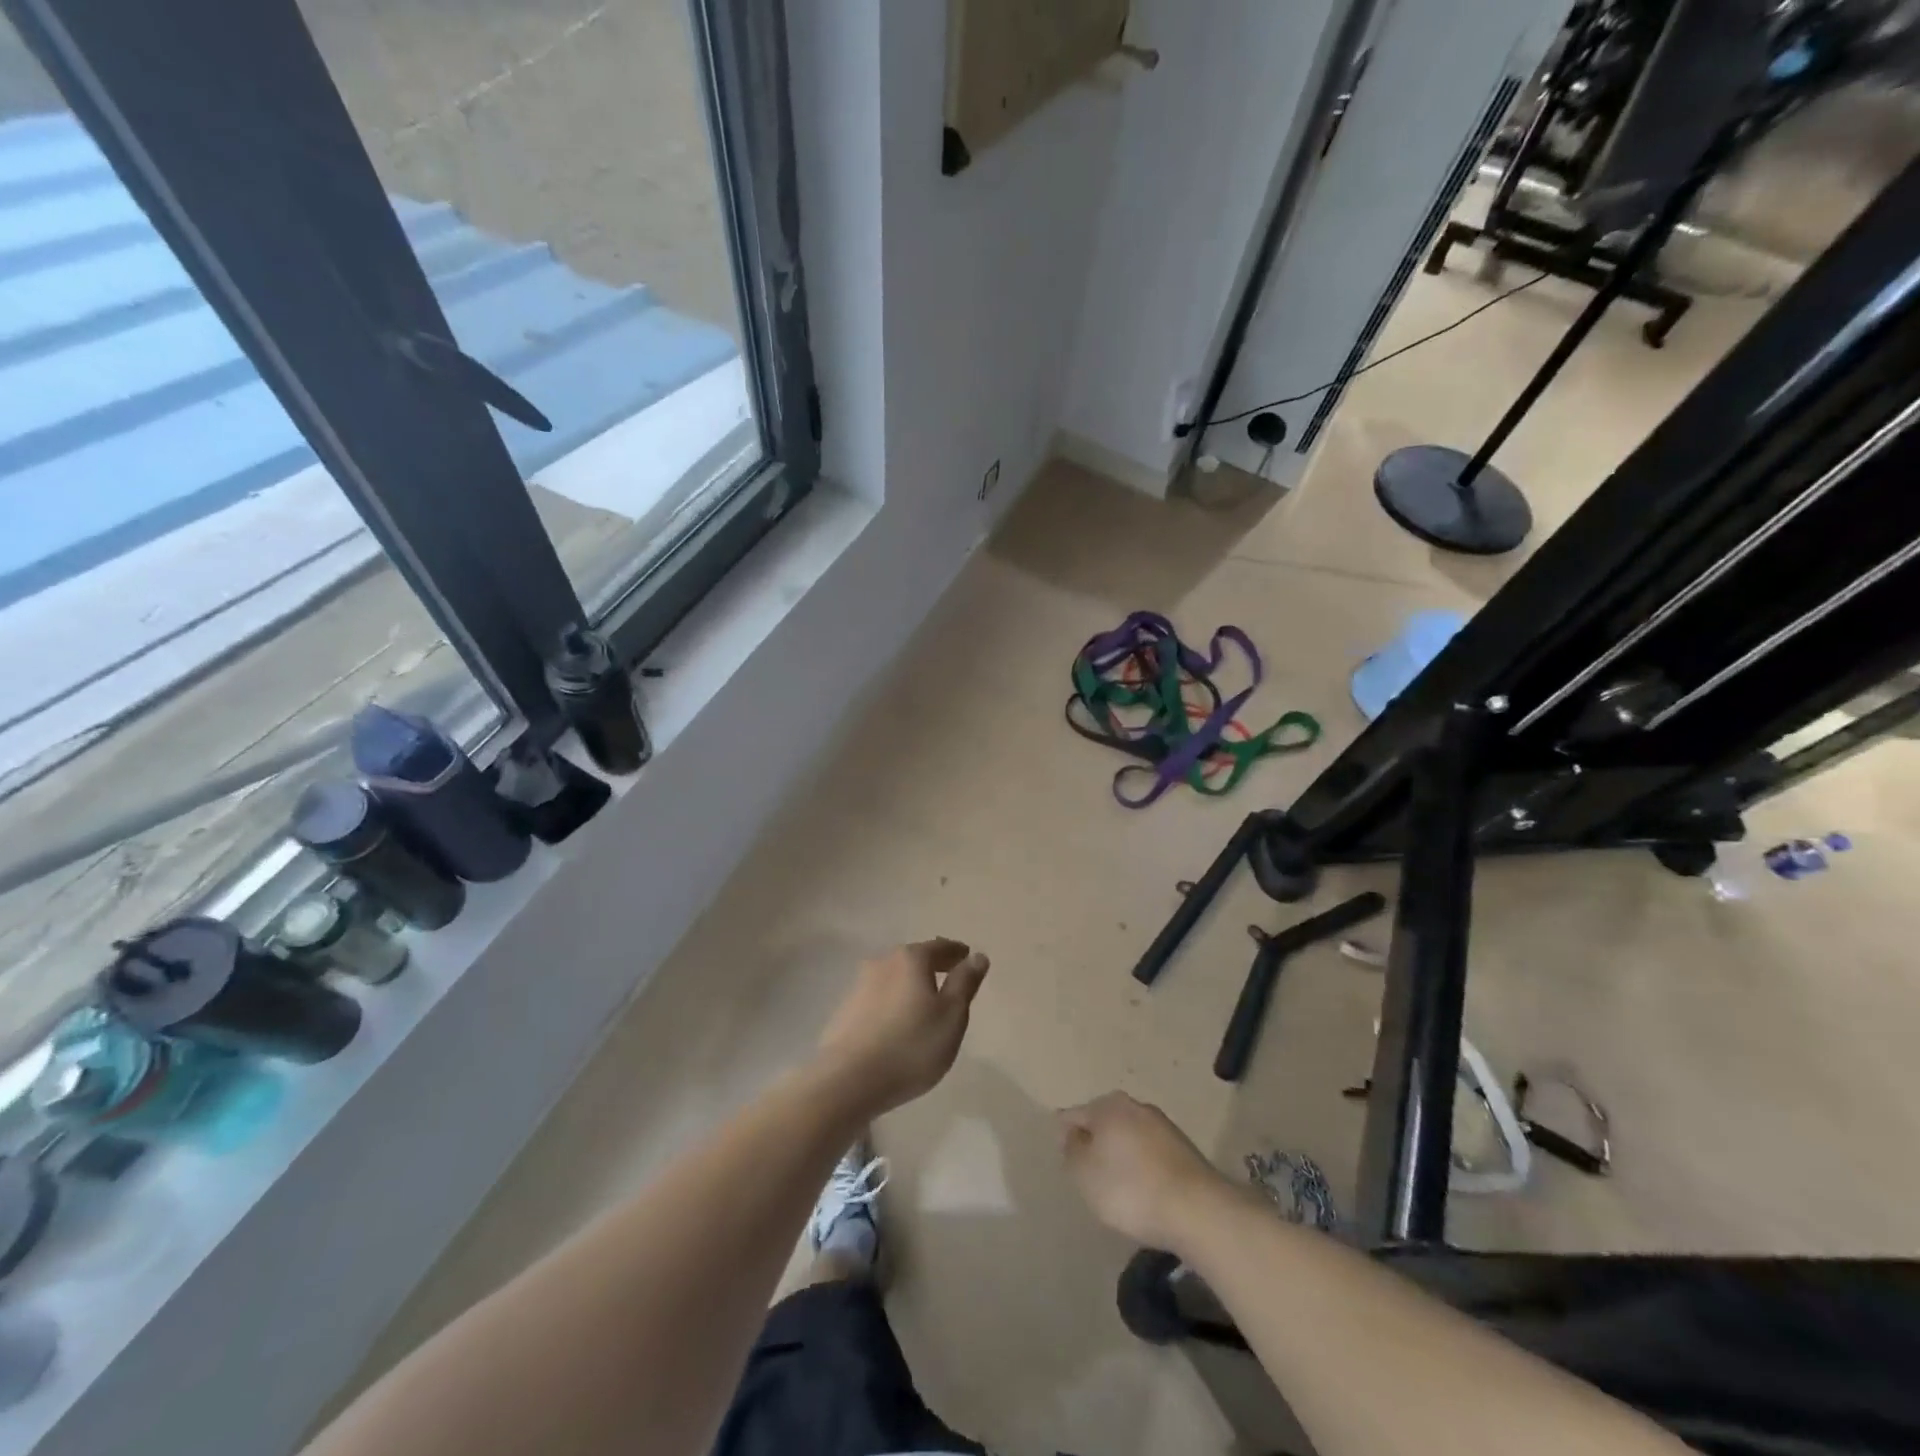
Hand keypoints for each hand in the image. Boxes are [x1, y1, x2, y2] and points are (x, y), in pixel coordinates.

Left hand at [815, 939, 989, 1117]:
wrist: (848, 1080)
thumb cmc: (911, 1045)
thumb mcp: (951, 1016)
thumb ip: (965, 983)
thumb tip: (977, 956)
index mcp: (911, 959)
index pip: (940, 947)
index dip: (956, 952)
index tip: (967, 956)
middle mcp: (882, 963)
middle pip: (914, 958)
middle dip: (932, 965)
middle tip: (949, 976)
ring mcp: (859, 986)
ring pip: (893, 977)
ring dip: (910, 985)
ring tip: (924, 1002)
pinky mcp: (845, 1011)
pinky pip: (878, 998)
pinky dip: (893, 1002)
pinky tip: (897, 1022)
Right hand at [1059, 1092, 1231, 1251]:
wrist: (1197, 1210)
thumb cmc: (1130, 1189)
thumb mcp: (1085, 1174)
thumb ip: (1071, 1150)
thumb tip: (1072, 1133)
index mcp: (1108, 1106)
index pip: (1074, 1114)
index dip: (1065, 1135)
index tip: (1065, 1160)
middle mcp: (1135, 1106)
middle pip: (1104, 1122)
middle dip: (1095, 1142)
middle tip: (1089, 1174)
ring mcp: (1163, 1125)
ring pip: (1129, 1136)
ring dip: (1120, 1154)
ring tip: (1117, 1186)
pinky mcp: (1184, 1149)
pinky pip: (1151, 1153)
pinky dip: (1142, 1167)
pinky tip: (1144, 1190)